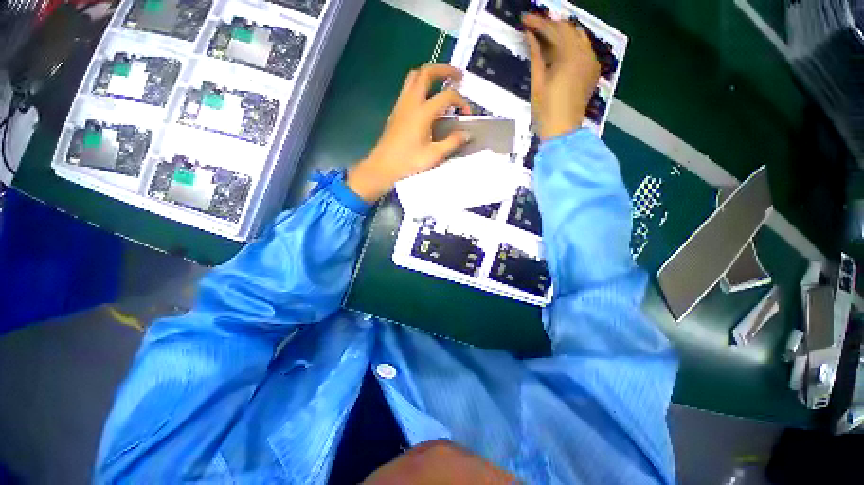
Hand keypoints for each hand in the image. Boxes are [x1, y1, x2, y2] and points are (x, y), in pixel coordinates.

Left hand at [347, 64, 470, 201]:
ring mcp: (401, 105)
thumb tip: (466, 134)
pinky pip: (408, 88)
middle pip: (426, 72)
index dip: (461, 101)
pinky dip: (420, 85)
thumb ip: (452, 143)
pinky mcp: (396, 111)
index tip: (467, 113)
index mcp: (422, 113)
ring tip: (442, 83)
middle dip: (444, 69)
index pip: (447, 96)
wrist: (382, 167)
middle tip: (458, 76)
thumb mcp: (433, 156)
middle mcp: (411, 102)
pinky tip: (427, 100)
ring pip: (414, 77)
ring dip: (430, 74)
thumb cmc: (408, 163)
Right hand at [523, 13, 600, 140]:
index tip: (524, 20)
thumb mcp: (537, 83)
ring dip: (561, 34)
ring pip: (577, 37)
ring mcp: (591, 61)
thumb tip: (530, 35)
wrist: (563, 132)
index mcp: (570, 56)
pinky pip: (583, 48)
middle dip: (550, 26)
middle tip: (533, 28)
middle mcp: (585, 53)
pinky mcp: (592, 70)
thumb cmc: (546, 111)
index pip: (554, 30)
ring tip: (544, 38)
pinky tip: (559, 50)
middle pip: (568, 29)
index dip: (538, 23)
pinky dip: (570, 45)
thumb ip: (536, 56)